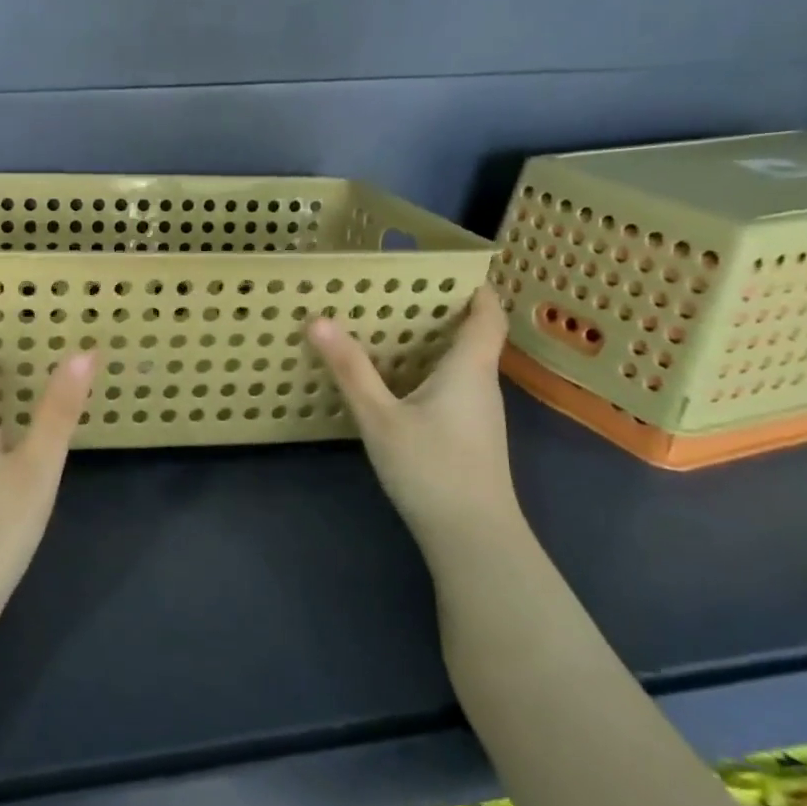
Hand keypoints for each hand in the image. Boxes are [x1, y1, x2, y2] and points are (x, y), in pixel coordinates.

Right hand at [308, 286, 518, 536]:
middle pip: (473, 337)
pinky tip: (396, 384)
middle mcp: (481, 385)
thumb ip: (350, 370)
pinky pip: (453, 388)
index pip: (488, 316)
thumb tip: (319, 320)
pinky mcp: (470, 436)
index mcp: (469, 369)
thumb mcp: (379, 417)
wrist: (472, 536)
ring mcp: (479, 414)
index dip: (476, 289)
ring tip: (388, 330)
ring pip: (462, 365)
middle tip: (396, 294)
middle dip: (441, 312)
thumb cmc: (430, 468)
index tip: (448, 269)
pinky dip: (429, 372)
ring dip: (433, 344)